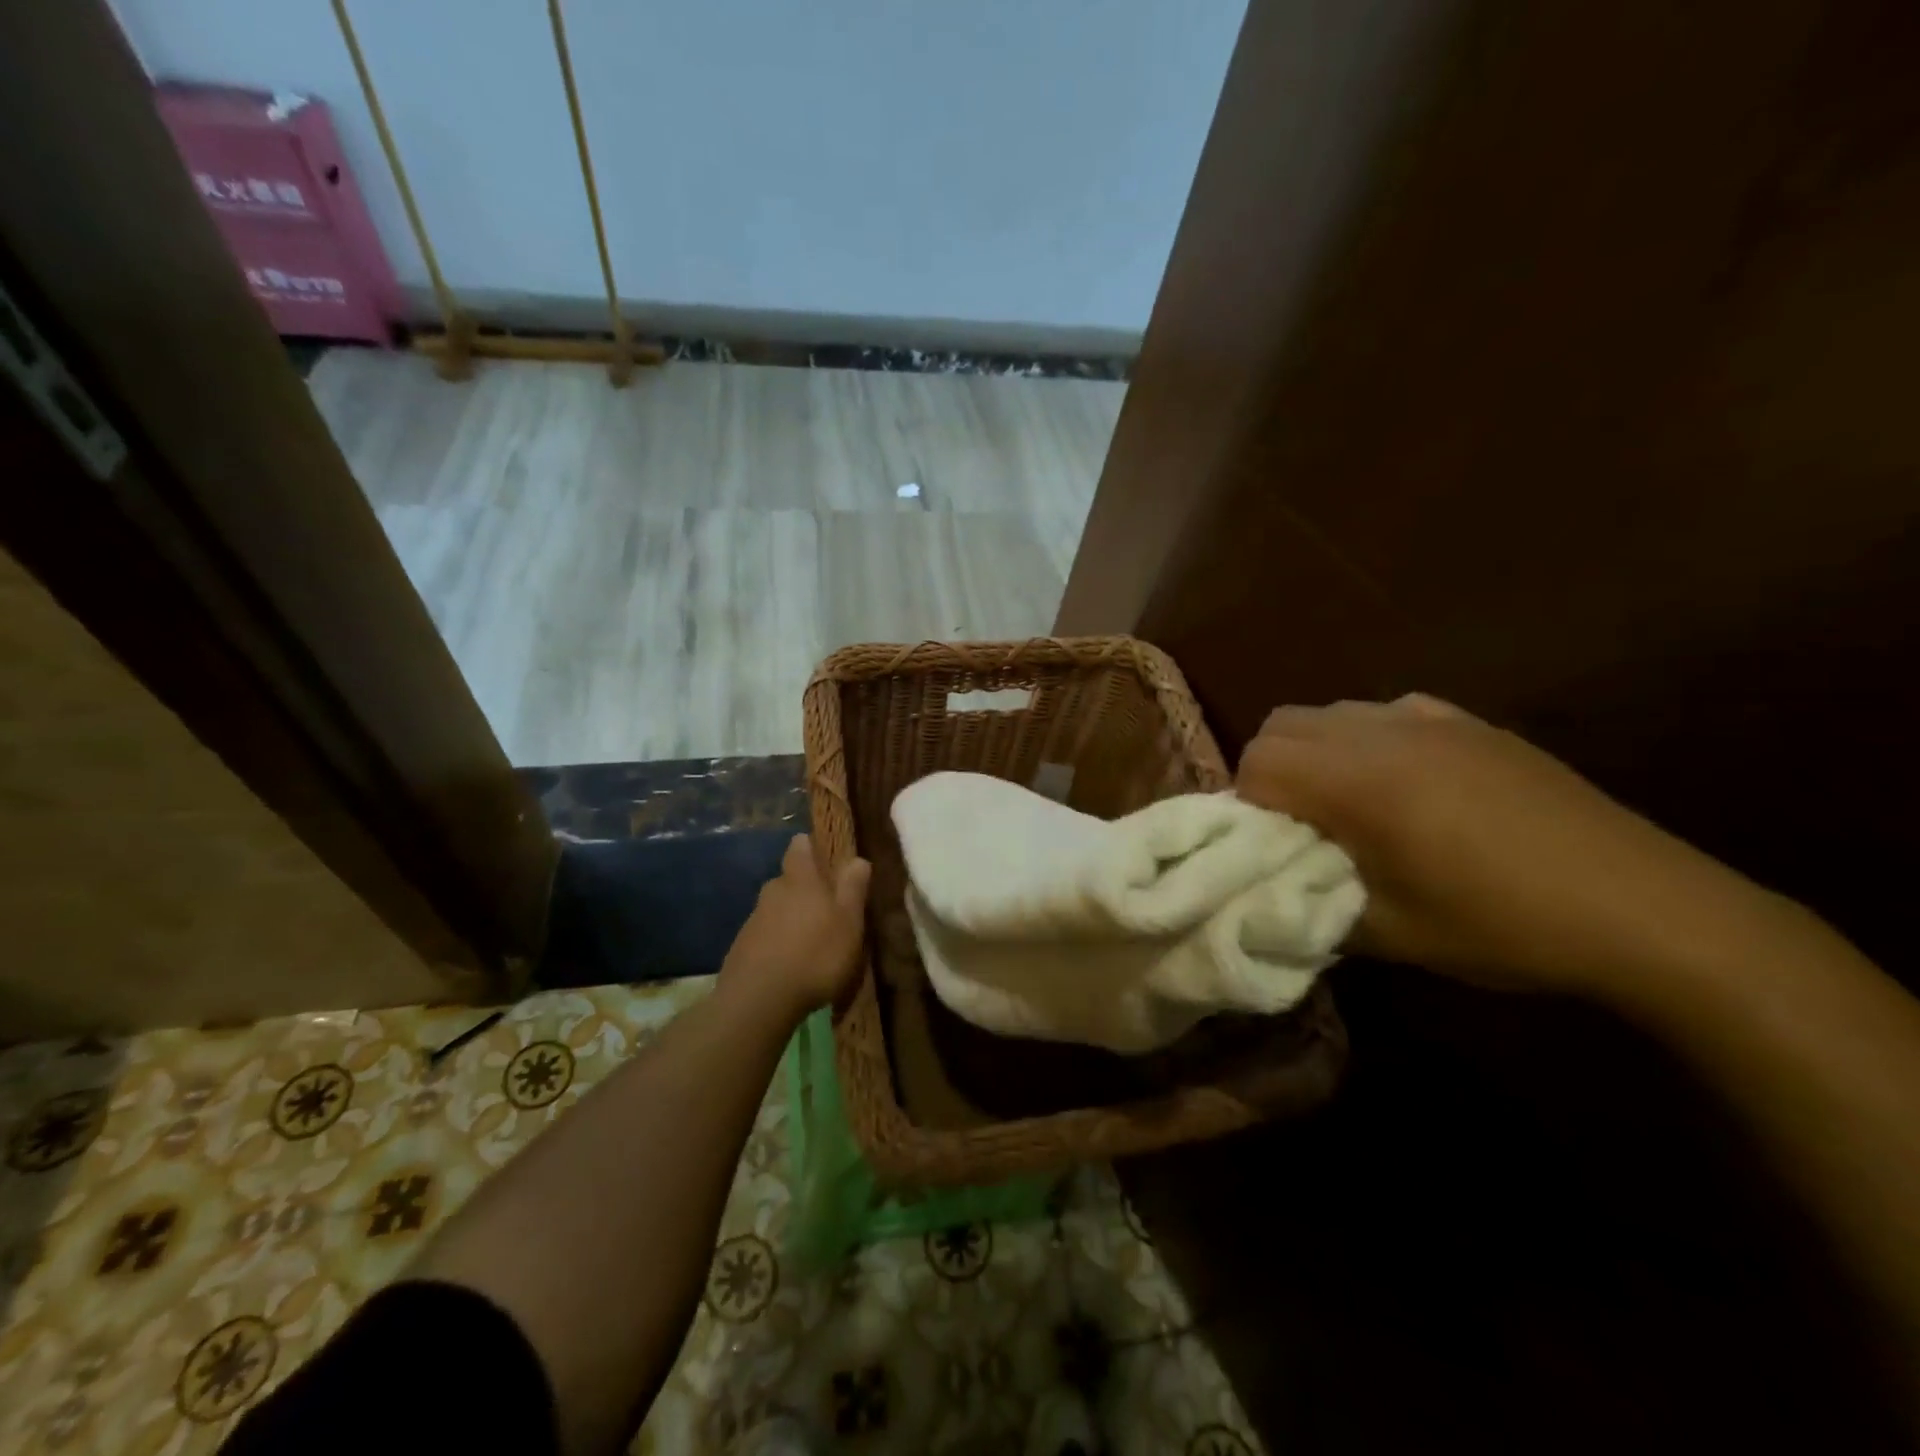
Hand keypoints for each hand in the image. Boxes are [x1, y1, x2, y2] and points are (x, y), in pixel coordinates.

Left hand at [719, 833, 871, 1022]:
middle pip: (788, 879)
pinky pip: (764, 935)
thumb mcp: (849, 922)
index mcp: (801, 879)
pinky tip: (788, 963)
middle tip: (825, 907)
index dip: (810, 847)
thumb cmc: (816, 955)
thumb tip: (857, 858)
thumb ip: (853, 888)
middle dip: (803, 888)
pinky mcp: (741, 948)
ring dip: (790, 918)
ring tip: (809, 940)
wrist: (759, 1000)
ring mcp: (753, 919)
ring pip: (775, 908)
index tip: (823, 856)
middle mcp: (773, 891)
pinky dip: (776, 942)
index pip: (800, 847)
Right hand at [1234, 695, 1777, 999]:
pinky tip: (1404, 785)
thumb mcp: (1391, 934)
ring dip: (1315, 752)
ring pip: (1330, 711)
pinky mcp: (1472, 722)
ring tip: (1348, 806)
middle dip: (1271, 771)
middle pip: (1281, 724)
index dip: (1249, 805)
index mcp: (1361, 782)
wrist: (1649, 910)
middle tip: (1300, 826)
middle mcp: (1385, 732)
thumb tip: (1272, 888)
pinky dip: (1365, 740)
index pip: (1258, 762)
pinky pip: (1384, 712)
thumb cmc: (1505, 926)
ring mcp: (1432, 719)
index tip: (1274, 847)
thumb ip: (1311, 902)